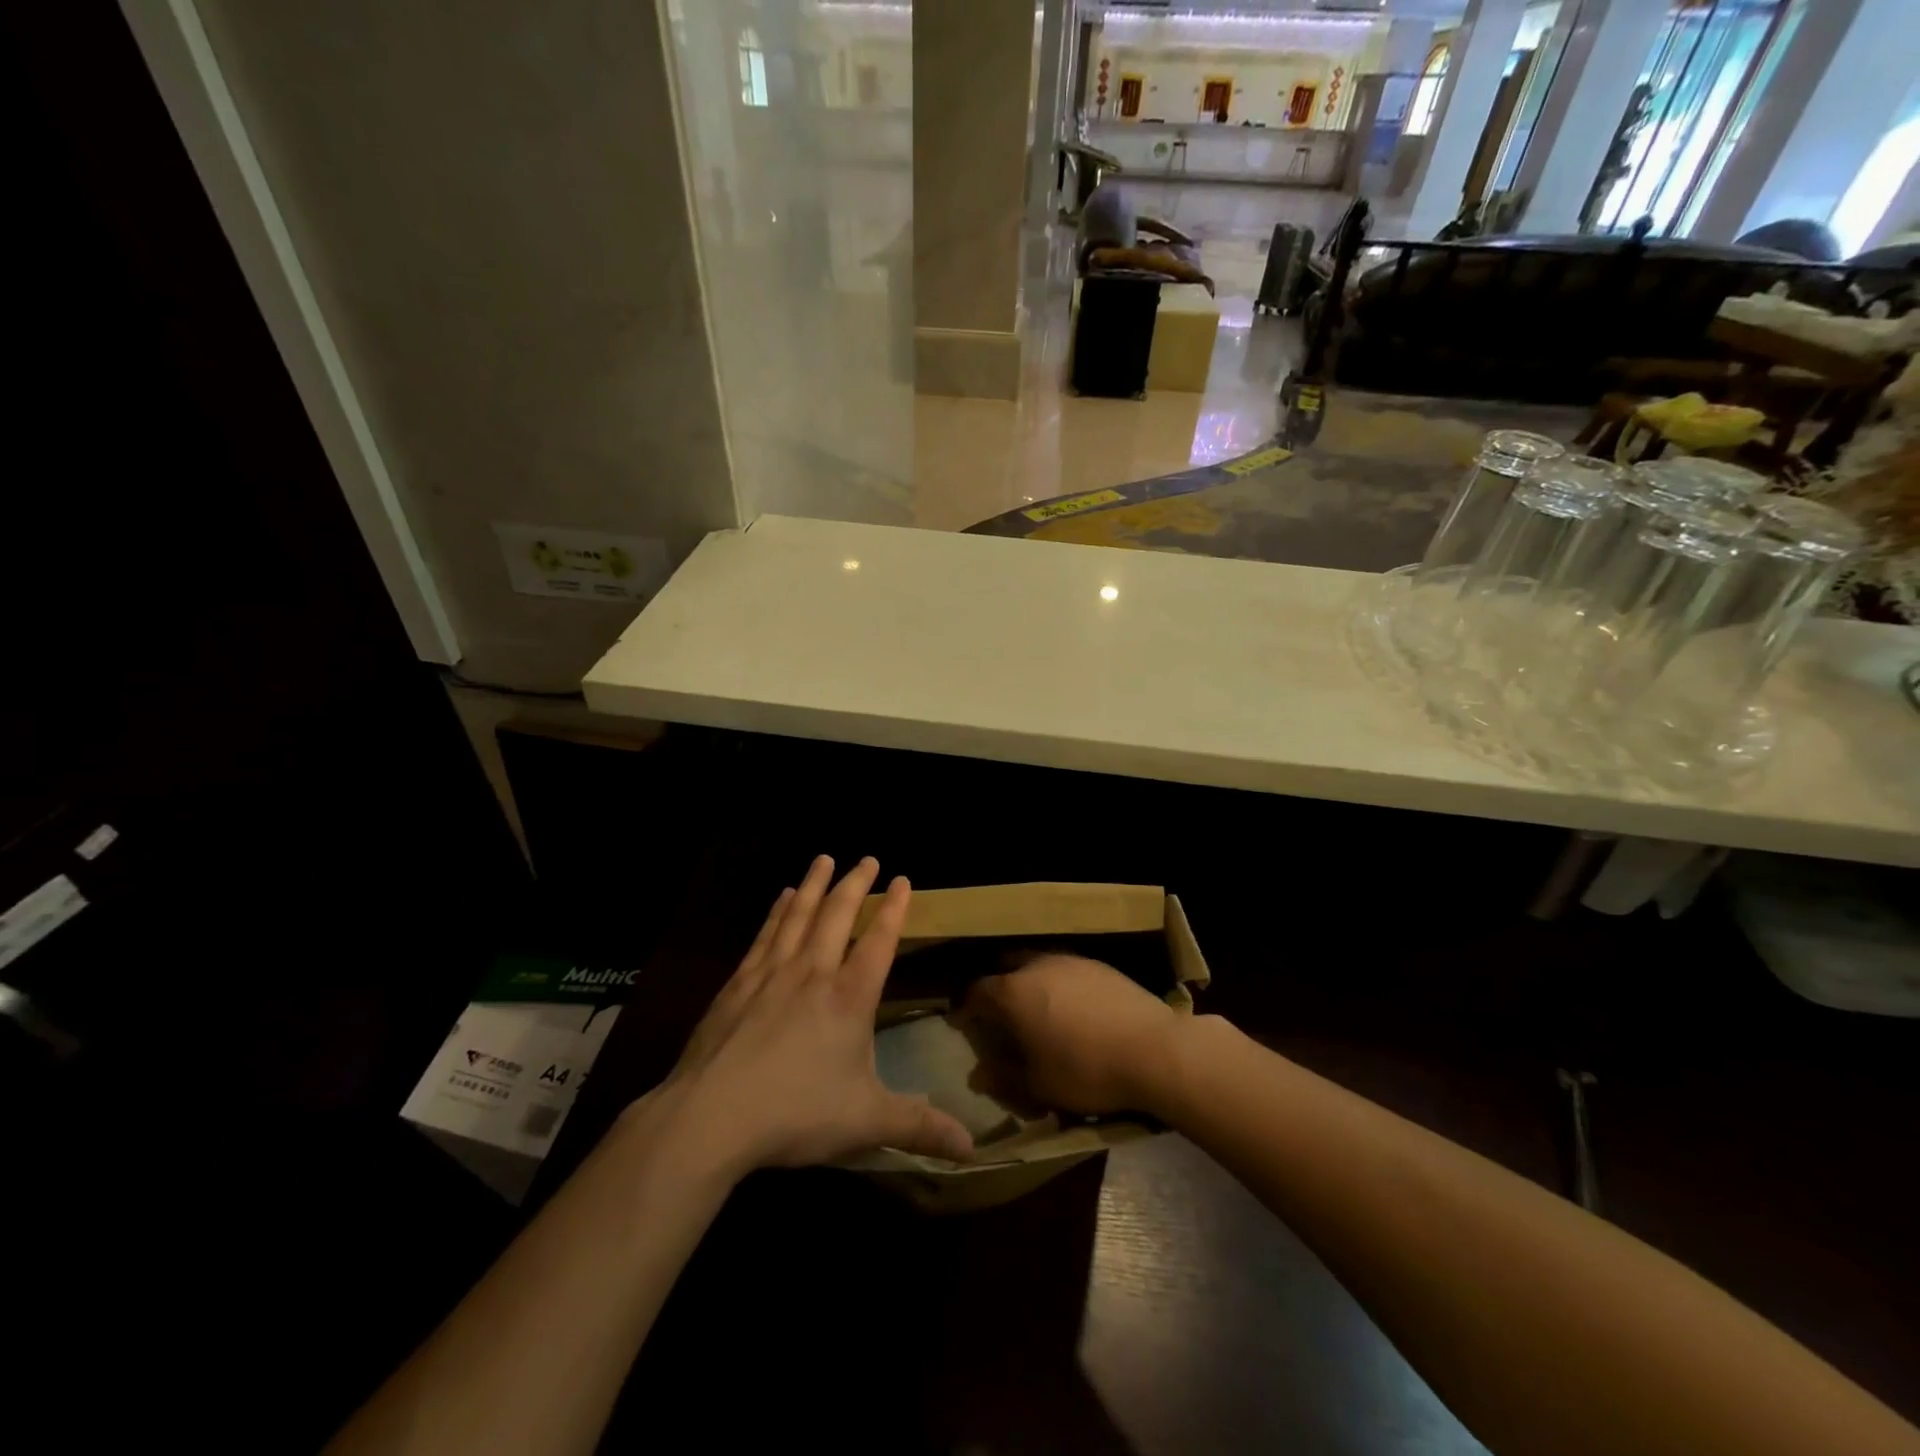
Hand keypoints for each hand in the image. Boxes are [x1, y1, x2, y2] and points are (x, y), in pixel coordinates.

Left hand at [642, 856, 973, 1174]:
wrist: (712, 1117)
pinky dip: (778, 910)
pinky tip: (782, 897)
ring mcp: (772, 974)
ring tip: (824, 859)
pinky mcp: (738, 983)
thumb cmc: (796, 1113)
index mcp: (849, 998)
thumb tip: (972, 1147)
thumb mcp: (866, 1123)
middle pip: (838, 916)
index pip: (879, 942)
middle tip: (867, 858)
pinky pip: (766, 934)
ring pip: (799, 915)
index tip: (903, 879)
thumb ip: (919, 1127)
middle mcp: (813, 973)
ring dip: (815, 885)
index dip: (894, 909)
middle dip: (856, 884)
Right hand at [957, 953, 1192, 1118]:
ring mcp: (1071, 961)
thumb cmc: (1086, 1070)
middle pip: (1006, 966)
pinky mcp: (1100, 966)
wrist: (1154, 1050)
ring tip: (1036, 1007)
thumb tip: (978, 1074)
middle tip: (998, 1011)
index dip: (966, 1007)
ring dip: (1029, 981)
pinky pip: (1067, 969)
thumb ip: (1004, 1077)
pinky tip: (1072, 1007)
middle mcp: (1037, 965)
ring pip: (1038, 963)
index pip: (977, 992)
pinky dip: (1059, 984)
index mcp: (1014, 992)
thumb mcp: (1039, 1085)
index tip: (961, 1021)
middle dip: (997, 985)